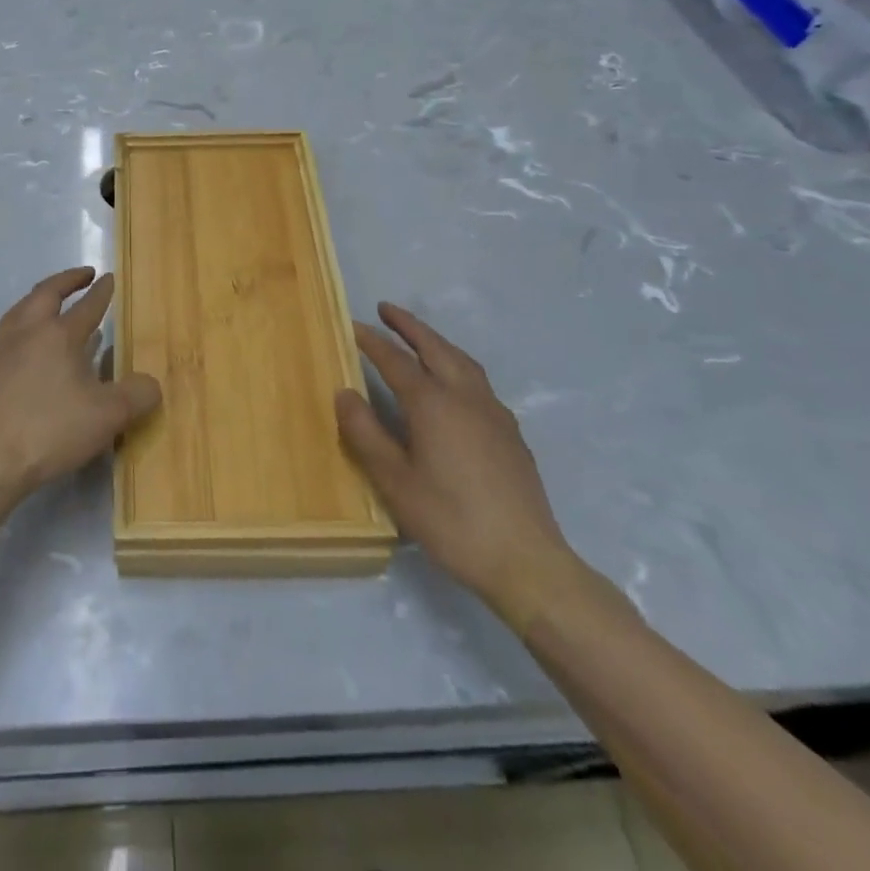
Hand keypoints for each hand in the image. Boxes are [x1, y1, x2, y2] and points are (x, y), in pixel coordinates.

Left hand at [0, 268, 161, 499]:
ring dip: (37, 300)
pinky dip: (13, 329)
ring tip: (48, 303)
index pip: (87, 305)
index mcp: (60, 335)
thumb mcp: (108, 417)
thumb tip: (151, 384)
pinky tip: (13, 342)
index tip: (109, 278)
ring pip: (19, 310)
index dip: (102, 291)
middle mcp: (27, 331)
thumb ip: (138, 396)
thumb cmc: (51, 431)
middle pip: (46, 293)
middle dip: (67, 280)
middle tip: (83, 275)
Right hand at [337, 303, 579, 631]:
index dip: (372, 342)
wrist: (526, 561)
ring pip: (462, 361)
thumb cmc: (451, 521)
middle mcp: (466, 397)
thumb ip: (366, 433)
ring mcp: (494, 414)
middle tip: (386, 309)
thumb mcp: (395, 481)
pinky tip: (453, 386)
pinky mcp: (511, 434)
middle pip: (435, 348)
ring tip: (419, 337)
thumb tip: (344, 392)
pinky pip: (478, 382)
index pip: (395, 361)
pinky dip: (457, 366)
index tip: (352, 326)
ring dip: (437, 342)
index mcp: (433, 404)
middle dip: (409, 326)